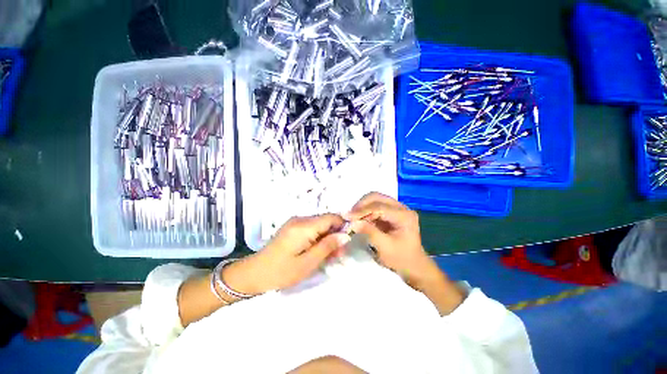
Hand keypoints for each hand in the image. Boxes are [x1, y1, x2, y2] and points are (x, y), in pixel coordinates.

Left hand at [224, 214, 350, 293]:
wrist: (254, 273)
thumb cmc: (281, 272)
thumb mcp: (308, 263)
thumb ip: (328, 246)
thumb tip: (346, 235)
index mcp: (304, 226)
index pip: (331, 217)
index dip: (343, 226)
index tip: (347, 241)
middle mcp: (300, 219)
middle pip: (326, 220)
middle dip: (335, 235)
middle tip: (338, 254)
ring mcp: (296, 222)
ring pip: (320, 225)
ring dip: (327, 238)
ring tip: (328, 256)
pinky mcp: (293, 227)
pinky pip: (312, 228)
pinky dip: (318, 238)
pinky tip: (318, 251)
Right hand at [346, 192, 434, 285]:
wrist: (414, 266)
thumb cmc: (401, 259)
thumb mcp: (385, 248)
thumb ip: (369, 232)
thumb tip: (352, 222)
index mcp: (404, 216)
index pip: (379, 207)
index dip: (362, 211)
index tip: (347, 217)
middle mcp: (402, 207)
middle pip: (377, 197)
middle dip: (361, 205)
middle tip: (349, 216)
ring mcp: (397, 208)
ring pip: (375, 199)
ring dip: (362, 207)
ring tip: (353, 218)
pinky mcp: (391, 211)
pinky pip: (375, 205)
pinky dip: (365, 210)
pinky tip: (360, 218)